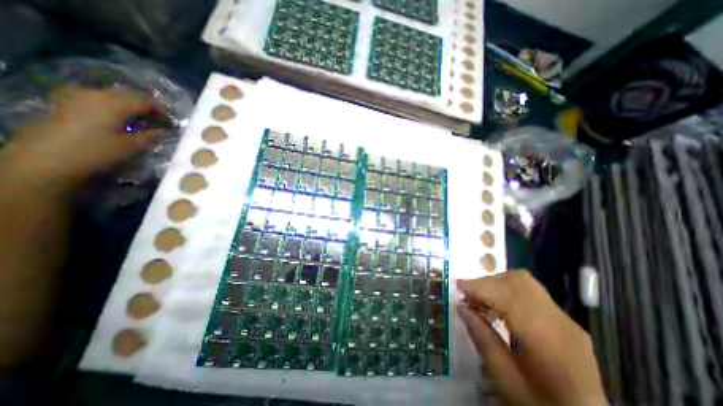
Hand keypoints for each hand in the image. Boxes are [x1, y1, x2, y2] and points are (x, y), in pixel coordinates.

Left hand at [1, 88, 164, 188]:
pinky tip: (118, 117)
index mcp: (115, 103)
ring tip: (140, 118)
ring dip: (129, 104)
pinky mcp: (66, 101)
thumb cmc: (97, 151)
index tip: (171, 119)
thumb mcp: (131, 145)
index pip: (145, 101)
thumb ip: (150, 135)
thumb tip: (166, 131)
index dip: (161, 109)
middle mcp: (96, 94)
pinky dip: (113, 105)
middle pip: (128, 94)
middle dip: (145, 104)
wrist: (47, 157)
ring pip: (112, 95)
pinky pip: (98, 98)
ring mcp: (78, 96)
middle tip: (157, 118)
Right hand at [457, 271, 604, 405]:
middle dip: (488, 282)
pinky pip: (533, 294)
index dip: (479, 286)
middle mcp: (559, 321)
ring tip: (482, 299)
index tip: (458, 287)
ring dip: (499, 284)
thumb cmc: (541, 404)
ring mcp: (567, 320)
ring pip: (526, 283)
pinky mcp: (568, 323)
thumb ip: (482, 338)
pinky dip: (510, 292)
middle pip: (518, 280)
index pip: (507, 294)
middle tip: (469, 295)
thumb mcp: (505, 378)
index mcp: (544, 337)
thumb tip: (461, 307)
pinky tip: (501, 308)